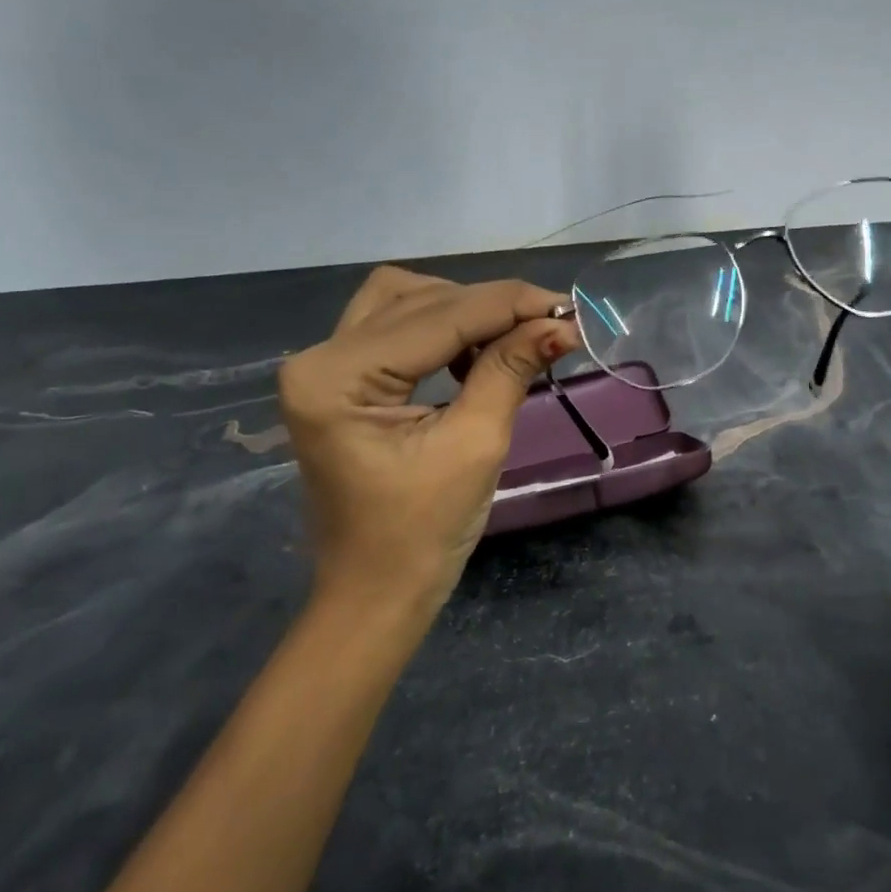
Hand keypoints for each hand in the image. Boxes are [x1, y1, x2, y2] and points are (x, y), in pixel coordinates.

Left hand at [278, 267, 578, 610]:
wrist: (375, 593)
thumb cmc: (423, 535)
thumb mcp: (476, 445)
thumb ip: (511, 370)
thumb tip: (561, 324)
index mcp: (337, 377)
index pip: (440, 315)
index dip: (511, 305)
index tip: (571, 309)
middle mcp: (319, 357)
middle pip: (420, 298)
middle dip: (492, 307)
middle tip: (551, 327)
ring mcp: (325, 365)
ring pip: (406, 300)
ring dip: (465, 310)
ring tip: (514, 339)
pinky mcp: (341, 378)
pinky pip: (397, 326)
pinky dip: (444, 328)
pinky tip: (477, 353)